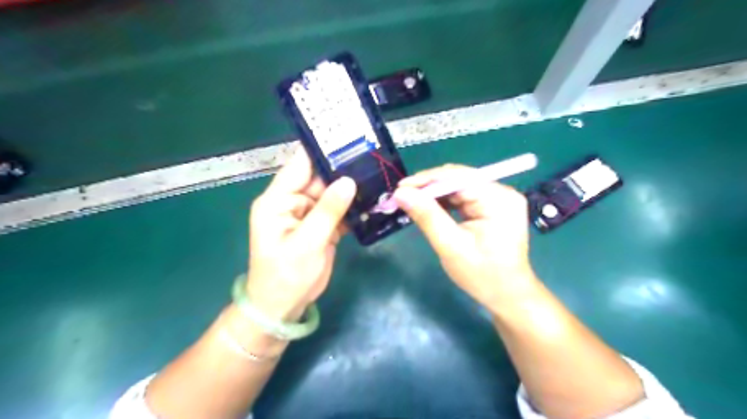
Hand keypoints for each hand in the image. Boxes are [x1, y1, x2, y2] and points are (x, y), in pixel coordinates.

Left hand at [247, 150, 356, 322]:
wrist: (284, 307)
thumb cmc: (286, 275)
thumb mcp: (307, 243)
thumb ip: (328, 210)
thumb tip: (348, 181)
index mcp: (278, 200)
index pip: (299, 166)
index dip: (321, 150)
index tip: (347, 137)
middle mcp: (293, 202)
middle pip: (319, 178)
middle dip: (343, 169)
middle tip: (372, 157)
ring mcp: (309, 214)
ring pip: (332, 193)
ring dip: (351, 188)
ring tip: (377, 175)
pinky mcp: (321, 226)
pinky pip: (338, 210)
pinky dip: (353, 207)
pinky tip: (372, 200)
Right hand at [393, 164, 540, 310]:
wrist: (507, 296)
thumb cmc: (482, 275)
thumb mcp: (451, 246)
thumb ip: (427, 216)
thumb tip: (400, 193)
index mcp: (498, 199)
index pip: (457, 177)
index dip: (426, 180)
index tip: (399, 188)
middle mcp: (501, 192)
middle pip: (458, 179)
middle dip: (428, 187)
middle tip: (401, 196)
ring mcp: (498, 199)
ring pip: (459, 187)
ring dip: (434, 194)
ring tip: (410, 201)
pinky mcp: (492, 207)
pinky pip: (463, 197)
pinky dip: (444, 202)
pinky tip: (428, 207)